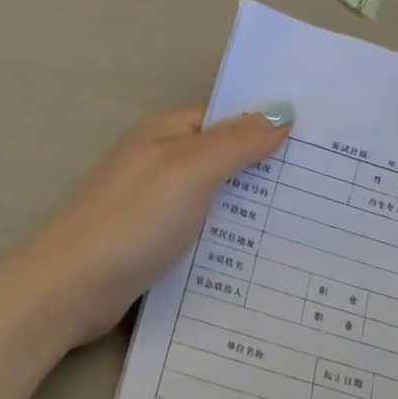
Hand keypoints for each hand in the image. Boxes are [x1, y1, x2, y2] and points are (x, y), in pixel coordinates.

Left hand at [0, 105, 293, 352]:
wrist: (71, 286)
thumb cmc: (134, 219)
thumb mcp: (190, 171)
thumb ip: (236, 142)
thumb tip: (281, 111)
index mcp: (168, 132)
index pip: (229, 117)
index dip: (269, 125)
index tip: (320, 143)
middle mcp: (161, 160)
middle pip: (224, 156)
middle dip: (267, 169)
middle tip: (326, 189)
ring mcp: (155, 202)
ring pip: (215, 195)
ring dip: (250, 207)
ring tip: (307, 223)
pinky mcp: (153, 240)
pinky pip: (201, 229)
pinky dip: (228, 236)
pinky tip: (260, 256)